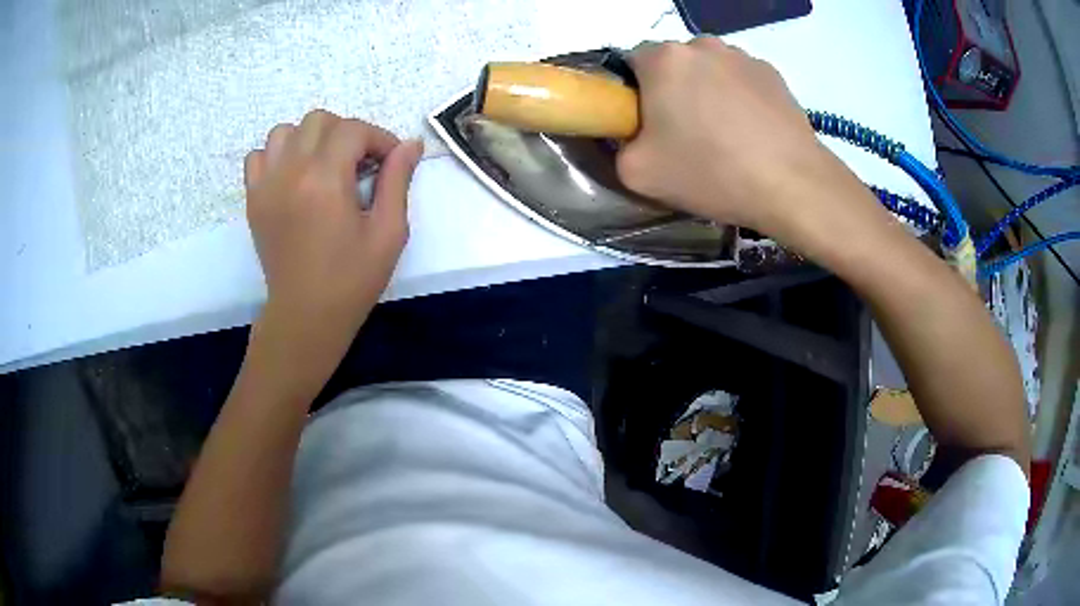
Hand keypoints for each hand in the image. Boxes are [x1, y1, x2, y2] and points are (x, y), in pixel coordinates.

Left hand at [244, 110, 423, 385]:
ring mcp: (266, 183)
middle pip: (319, 120)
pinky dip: (277, 155)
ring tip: (325, 166)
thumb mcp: (389, 232)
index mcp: (325, 179)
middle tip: (360, 164)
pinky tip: (293, 177)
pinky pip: (258, 155)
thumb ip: (397, 181)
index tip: (391, 161)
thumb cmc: (352, 279)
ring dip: (310, 139)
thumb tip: (410, 144)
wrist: (305, 315)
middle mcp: (291, 171)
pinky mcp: (253, 198)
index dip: (379, 138)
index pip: (353, 129)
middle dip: (347, 133)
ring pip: (286, 131)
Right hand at [618, 38, 863, 238]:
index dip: (635, 95)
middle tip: (686, 135)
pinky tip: (752, 134)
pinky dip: (740, 100)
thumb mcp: (637, 173)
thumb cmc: (711, 172)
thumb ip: (617, 146)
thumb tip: (631, 136)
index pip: (631, 63)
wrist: (792, 185)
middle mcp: (702, 44)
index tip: (649, 126)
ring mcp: (743, 55)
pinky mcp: (774, 73)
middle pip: (674, 64)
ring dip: (709, 93)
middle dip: (673, 91)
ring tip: (726, 136)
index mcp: (663, 58)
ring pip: (710, 70)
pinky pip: (742, 81)